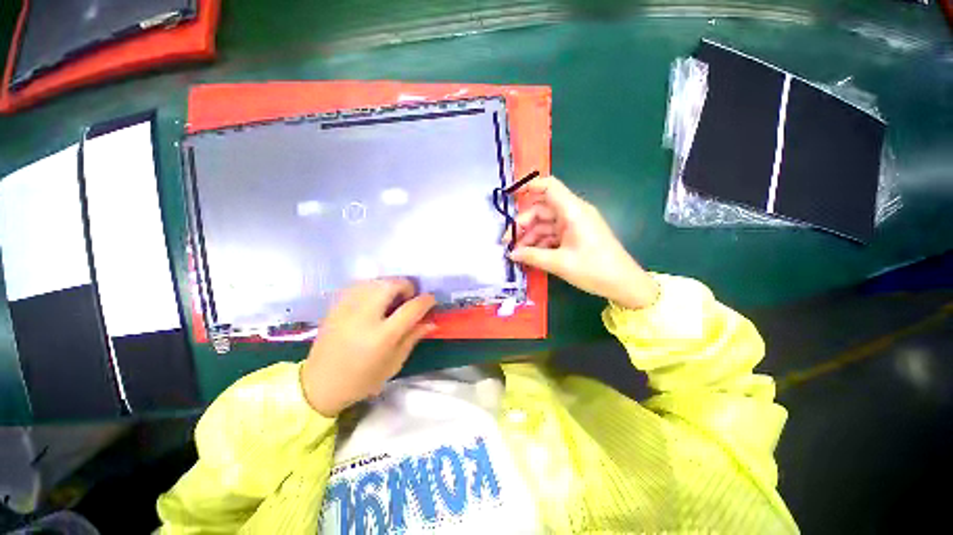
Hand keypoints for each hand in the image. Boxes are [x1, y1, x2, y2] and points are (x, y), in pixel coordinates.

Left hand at [300, 279, 435, 416]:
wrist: (319, 385)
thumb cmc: (361, 380)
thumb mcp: (394, 363)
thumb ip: (413, 337)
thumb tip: (431, 321)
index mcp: (381, 337)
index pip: (410, 309)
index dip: (425, 300)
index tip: (431, 299)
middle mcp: (364, 318)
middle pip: (390, 285)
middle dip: (406, 285)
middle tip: (409, 297)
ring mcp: (347, 309)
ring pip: (374, 281)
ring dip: (389, 284)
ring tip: (392, 297)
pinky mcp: (335, 307)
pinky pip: (358, 285)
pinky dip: (372, 286)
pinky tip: (375, 298)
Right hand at [505, 176, 657, 309]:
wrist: (624, 284)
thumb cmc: (594, 269)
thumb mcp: (560, 263)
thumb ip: (532, 256)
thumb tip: (511, 254)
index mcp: (573, 211)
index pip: (549, 187)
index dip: (529, 186)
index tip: (509, 196)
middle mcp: (573, 213)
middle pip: (542, 209)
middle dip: (523, 224)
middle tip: (508, 242)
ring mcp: (574, 225)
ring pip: (545, 223)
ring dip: (530, 236)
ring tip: (517, 253)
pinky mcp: (575, 236)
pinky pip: (553, 234)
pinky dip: (540, 242)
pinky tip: (530, 255)